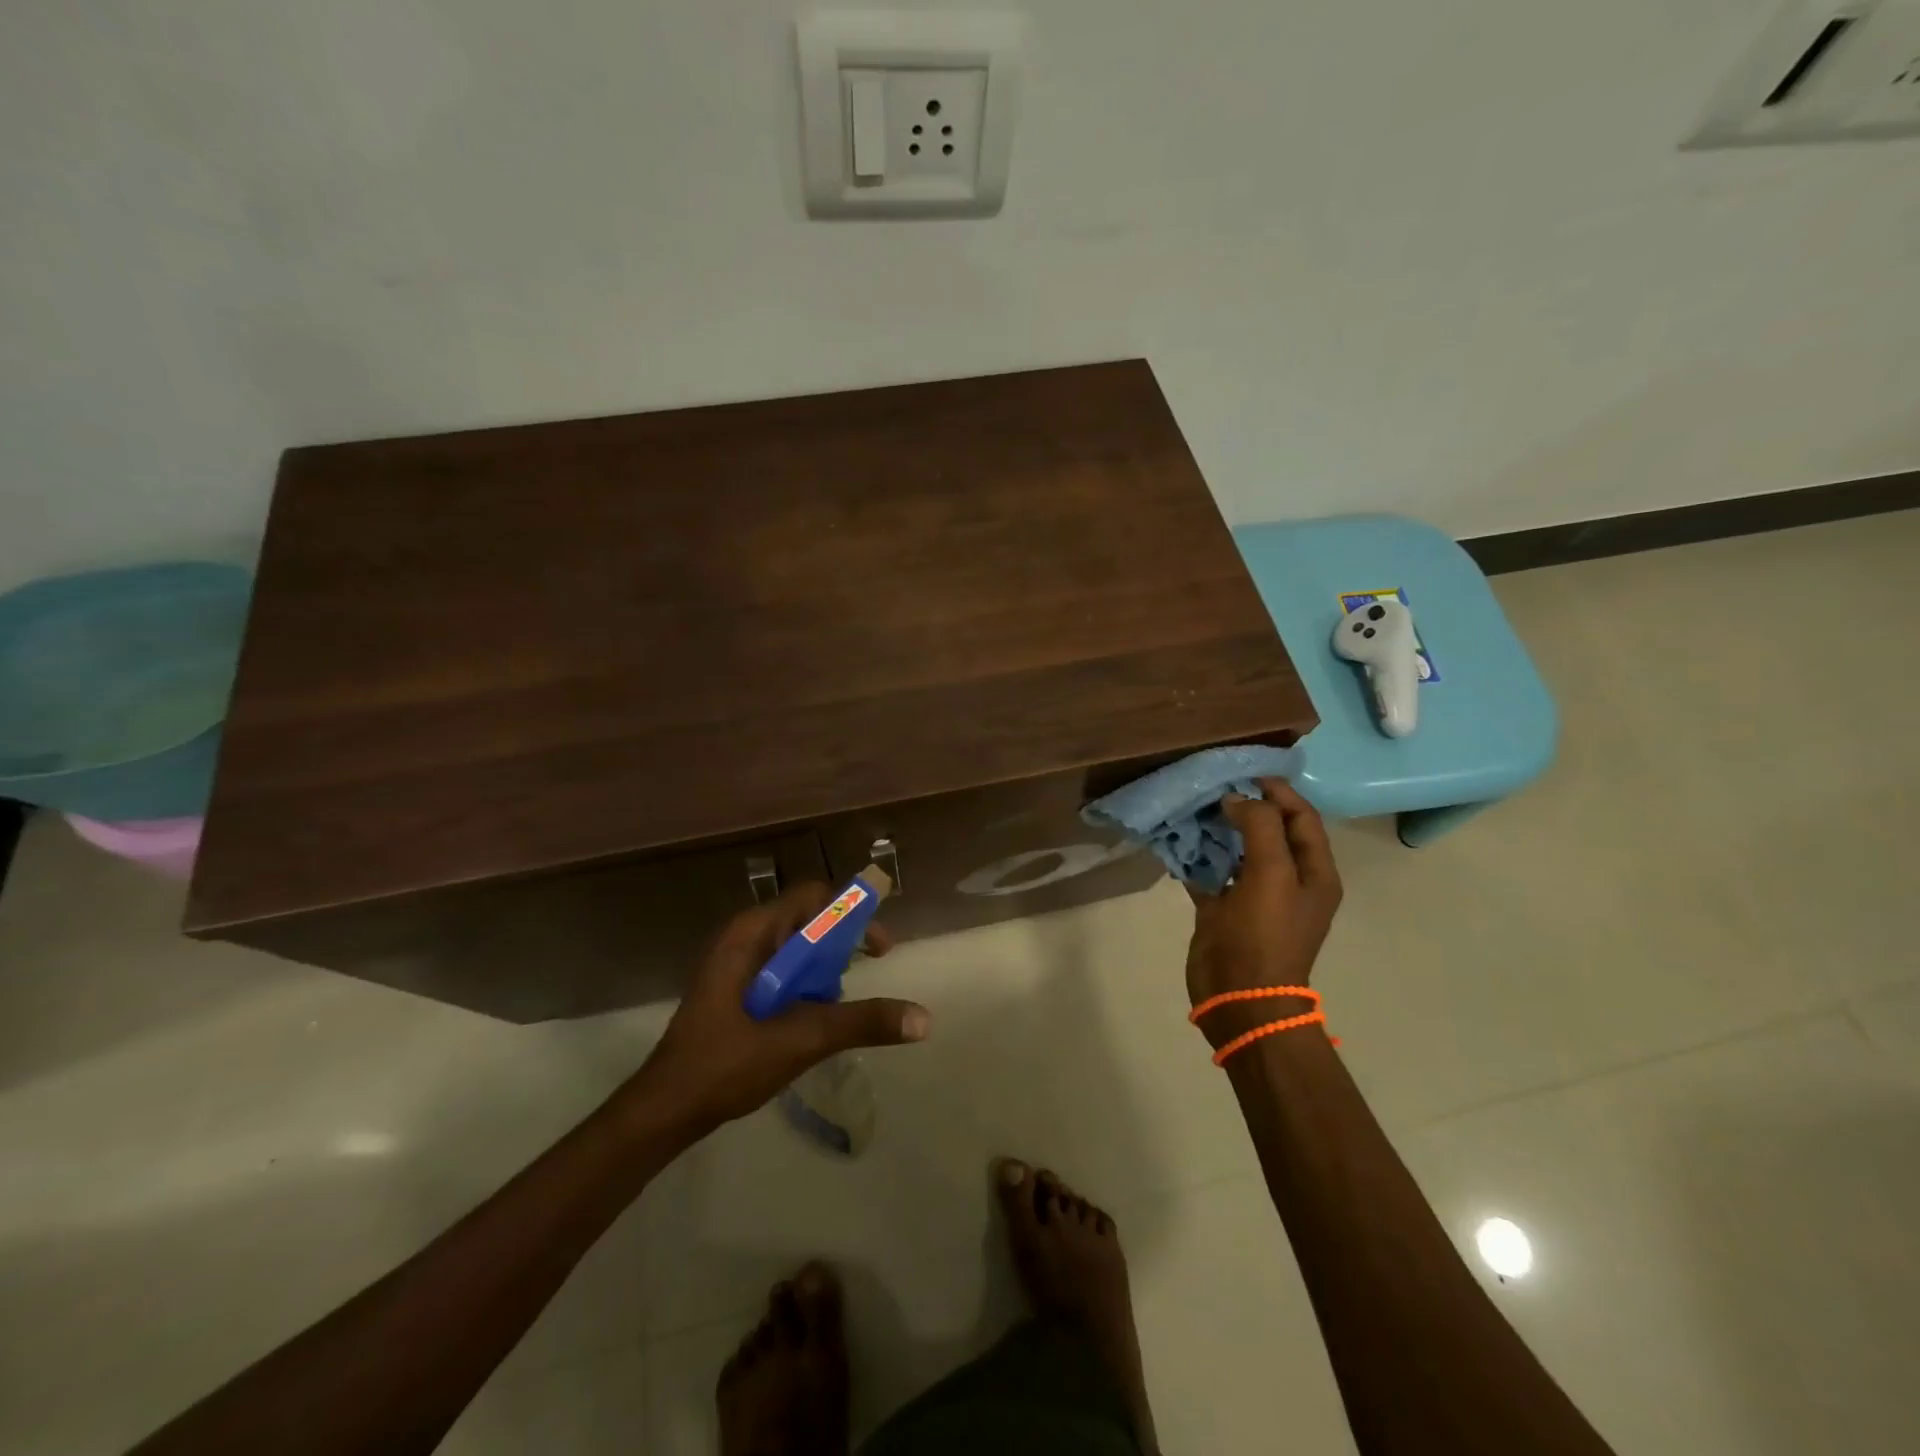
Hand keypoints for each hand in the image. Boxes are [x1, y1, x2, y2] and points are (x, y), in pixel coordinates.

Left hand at [623, 883, 930, 1136]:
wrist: (664, 1110)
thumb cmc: (726, 1064)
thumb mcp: (801, 1039)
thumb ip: (861, 1022)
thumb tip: (923, 1018)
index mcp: (751, 933)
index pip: (813, 897)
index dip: (852, 913)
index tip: (878, 947)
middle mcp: (742, 937)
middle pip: (806, 920)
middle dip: (840, 944)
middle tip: (864, 975)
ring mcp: (734, 963)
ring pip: (794, 947)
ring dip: (823, 968)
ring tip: (835, 1004)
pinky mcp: (732, 987)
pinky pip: (780, 969)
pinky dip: (803, 984)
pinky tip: (810, 1019)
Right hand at [1185, 778, 1342, 1045]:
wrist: (1240, 997)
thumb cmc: (1265, 935)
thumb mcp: (1271, 875)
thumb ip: (1259, 827)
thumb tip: (1238, 799)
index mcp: (1313, 872)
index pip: (1302, 818)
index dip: (1279, 791)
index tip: (1244, 771)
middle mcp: (1287, 880)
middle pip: (1269, 830)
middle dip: (1244, 806)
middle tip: (1212, 785)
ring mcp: (1254, 895)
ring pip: (1236, 849)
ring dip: (1217, 828)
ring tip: (1191, 805)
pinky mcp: (1224, 909)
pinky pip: (1210, 871)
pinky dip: (1195, 855)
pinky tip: (1175, 839)